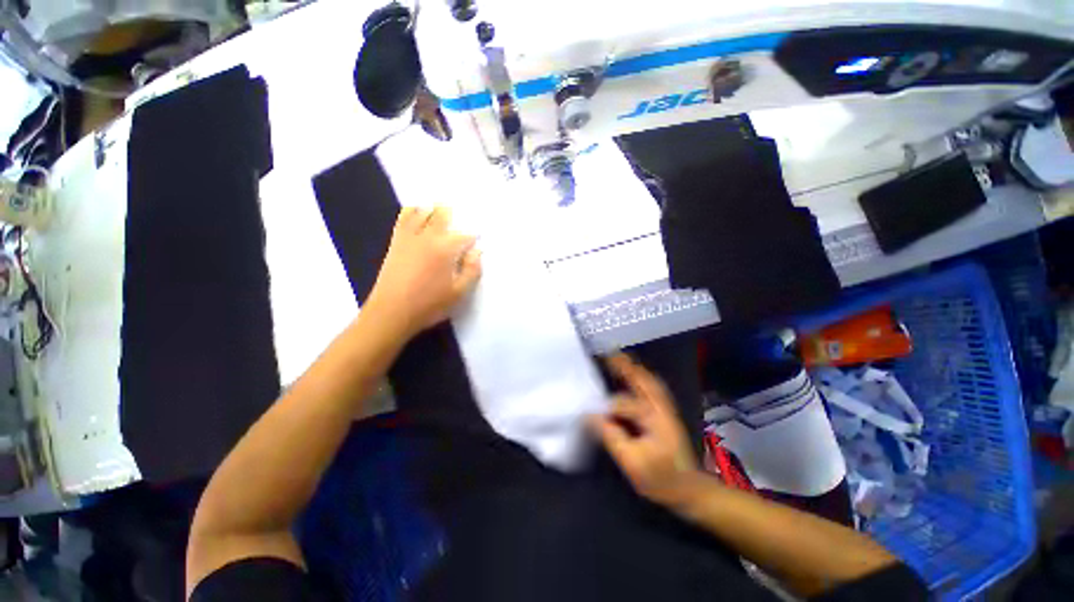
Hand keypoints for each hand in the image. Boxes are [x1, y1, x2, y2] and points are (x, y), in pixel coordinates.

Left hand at [365, 206, 481, 335]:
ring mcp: (409, 238)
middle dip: (452, 214)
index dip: (473, 237)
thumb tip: (477, 252)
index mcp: (447, 249)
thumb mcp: (460, 292)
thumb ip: (472, 270)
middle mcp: (428, 237)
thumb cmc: (430, 304)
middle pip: (442, 216)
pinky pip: (403, 219)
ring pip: (422, 213)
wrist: (392, 312)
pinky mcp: (396, 242)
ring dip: (432, 209)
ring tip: (439, 208)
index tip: (477, 240)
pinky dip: (411, 211)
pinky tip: (415, 210)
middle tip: (458, 215)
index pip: (465, 236)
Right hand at [589, 354, 703, 506]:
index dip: (604, 407)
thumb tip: (591, 416)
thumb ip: (611, 437)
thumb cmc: (661, 479)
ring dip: (633, 368)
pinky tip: (633, 375)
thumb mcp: (633, 463)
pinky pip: (652, 387)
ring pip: (648, 381)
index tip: (588, 409)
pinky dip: (641, 377)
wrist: (690, 489)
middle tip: (607, 354)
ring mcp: (665, 408)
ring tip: (617, 358)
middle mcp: (661, 408)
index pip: (623, 404)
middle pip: (642, 380)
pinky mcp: (666, 412)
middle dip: (624, 366)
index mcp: (653, 418)